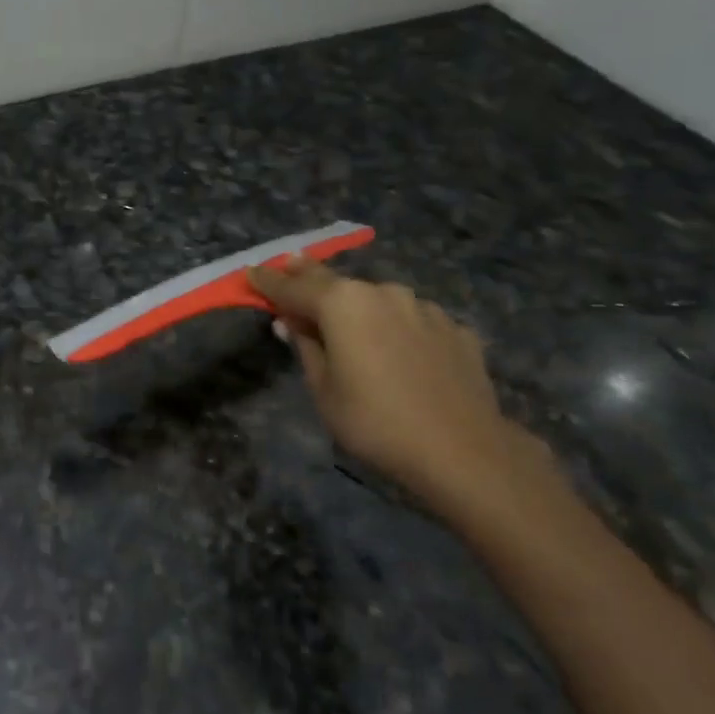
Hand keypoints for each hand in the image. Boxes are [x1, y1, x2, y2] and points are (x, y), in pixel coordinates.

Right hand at [247, 259, 544, 520]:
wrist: (463, 450)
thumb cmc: (375, 422)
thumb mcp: (324, 390)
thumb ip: (306, 347)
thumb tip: (292, 323)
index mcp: (342, 304)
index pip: (292, 287)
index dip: (268, 281)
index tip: (251, 272)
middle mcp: (382, 292)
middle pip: (334, 281)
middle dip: (308, 275)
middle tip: (289, 264)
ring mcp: (423, 307)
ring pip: (378, 300)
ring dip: (359, 306)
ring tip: (351, 321)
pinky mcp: (455, 328)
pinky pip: (413, 321)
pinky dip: (397, 327)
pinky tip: (400, 352)